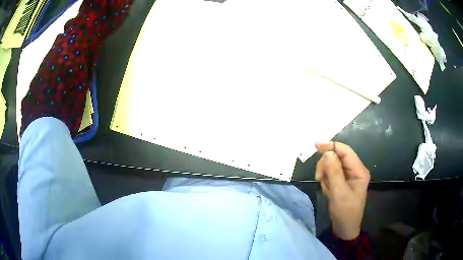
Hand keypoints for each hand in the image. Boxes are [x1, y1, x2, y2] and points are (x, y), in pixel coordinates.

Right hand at [315, 142, 369, 239]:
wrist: (345, 228)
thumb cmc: (345, 212)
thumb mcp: (339, 193)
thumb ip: (334, 172)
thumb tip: (327, 153)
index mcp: (359, 171)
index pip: (345, 151)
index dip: (332, 146)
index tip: (316, 146)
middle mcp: (354, 170)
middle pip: (337, 157)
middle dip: (326, 165)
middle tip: (319, 177)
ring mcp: (348, 176)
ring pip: (332, 165)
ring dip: (325, 174)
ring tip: (325, 187)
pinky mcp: (342, 181)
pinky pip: (331, 174)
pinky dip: (326, 180)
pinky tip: (328, 190)